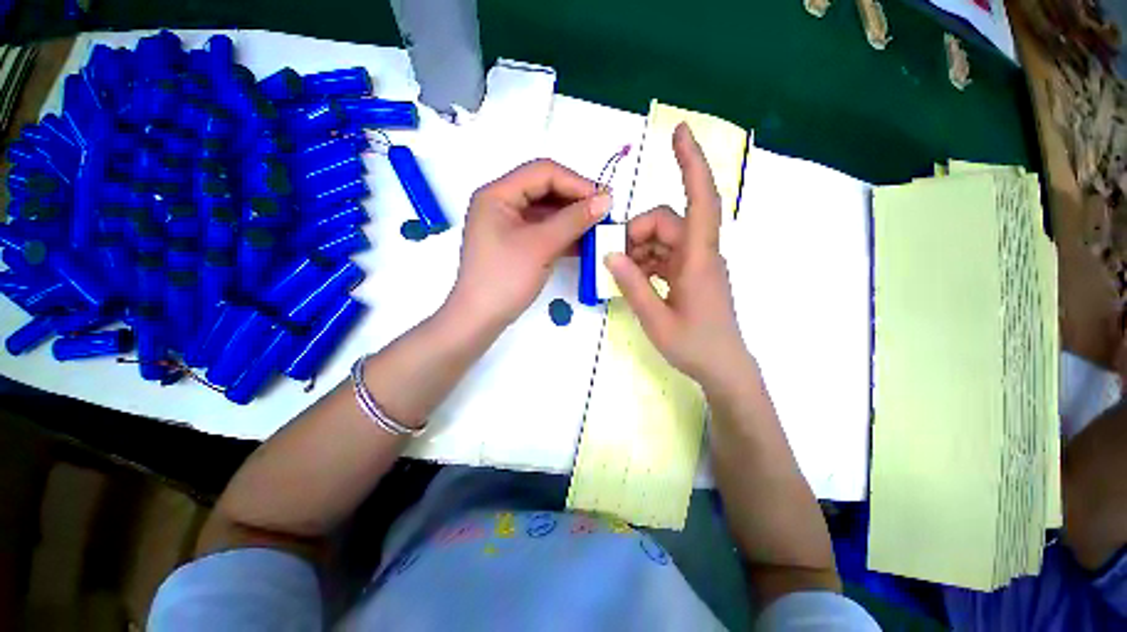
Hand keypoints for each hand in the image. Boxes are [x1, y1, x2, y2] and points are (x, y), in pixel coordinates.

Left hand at [448, 159, 610, 328]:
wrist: (480, 319)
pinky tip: (583, 243)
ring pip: (545, 212)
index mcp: (497, 194)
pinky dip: (562, 234)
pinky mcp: (514, 244)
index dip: (576, 182)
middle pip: (544, 190)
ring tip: (597, 229)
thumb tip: (606, 199)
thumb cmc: (505, 278)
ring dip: (571, 219)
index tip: (603, 200)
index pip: (543, 172)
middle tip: (603, 215)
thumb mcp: (541, 246)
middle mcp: (500, 203)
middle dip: (575, 201)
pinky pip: (542, 230)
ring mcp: (507, 225)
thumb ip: (574, 219)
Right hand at [605, 123, 751, 390]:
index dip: (691, 163)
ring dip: (640, 249)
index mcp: (699, 259)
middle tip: (618, 262)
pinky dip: (647, 260)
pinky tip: (635, 278)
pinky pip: (666, 253)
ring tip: (625, 276)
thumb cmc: (694, 345)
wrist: (722, 366)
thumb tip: (610, 255)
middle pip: (667, 221)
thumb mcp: (655, 318)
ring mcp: (696, 262)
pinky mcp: (691, 272)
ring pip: (664, 237)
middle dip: (638, 233)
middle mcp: (701, 253)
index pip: (701, 199)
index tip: (679, 131)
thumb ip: (632, 284)